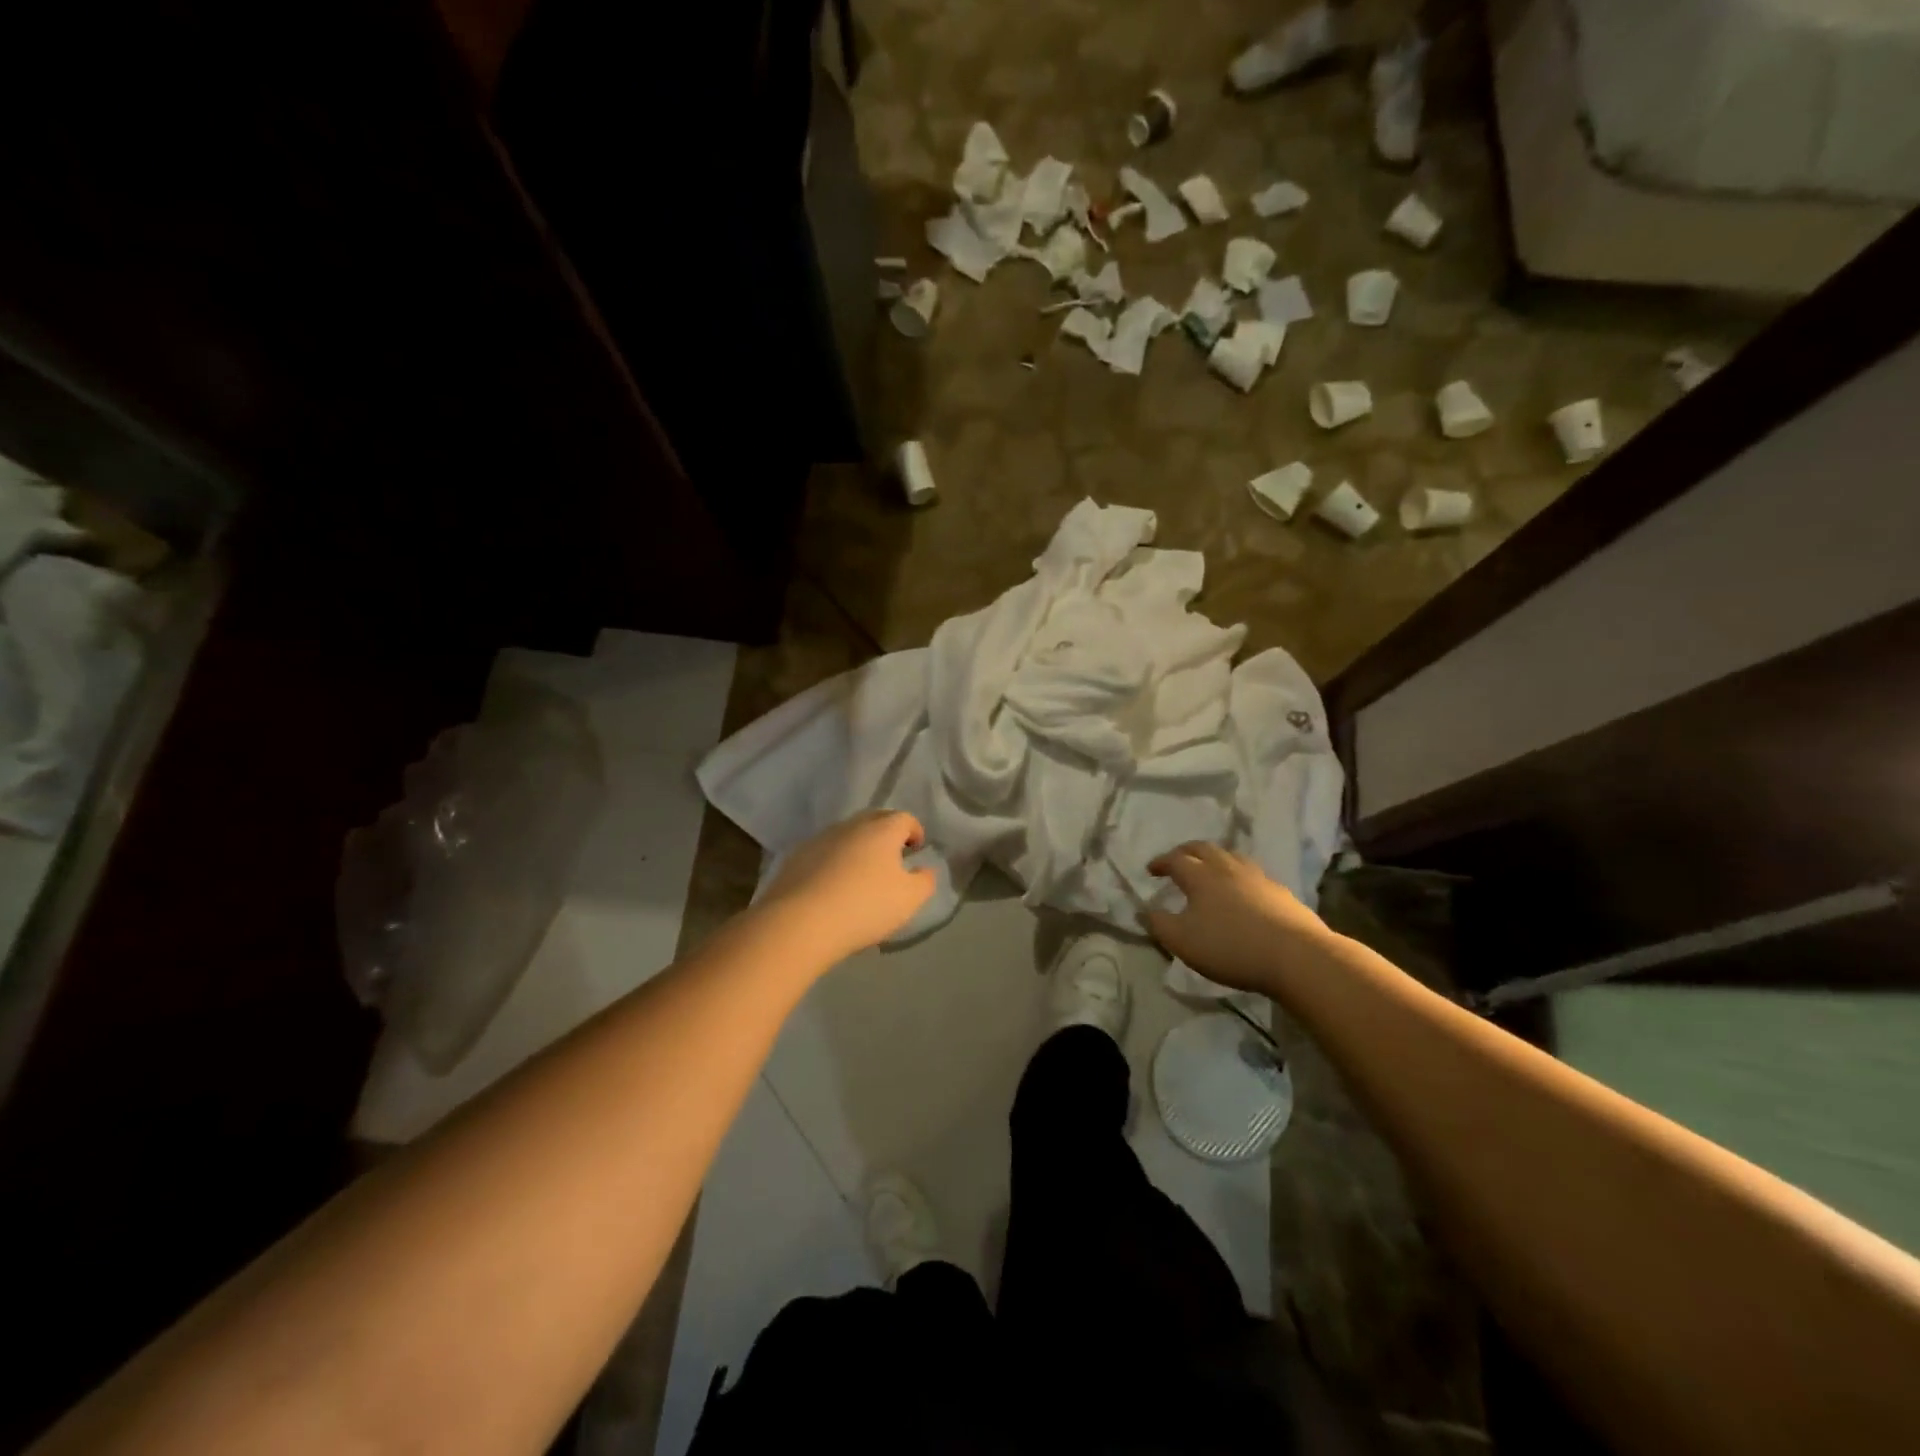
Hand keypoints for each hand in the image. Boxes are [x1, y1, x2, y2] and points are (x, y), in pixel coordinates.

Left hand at [756, 810, 936, 964]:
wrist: (800, 922)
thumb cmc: (865, 906)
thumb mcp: (909, 899)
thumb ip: (925, 881)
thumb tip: (926, 870)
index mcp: (882, 829)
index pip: (905, 818)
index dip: (914, 831)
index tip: (916, 850)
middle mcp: (851, 825)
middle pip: (874, 820)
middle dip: (886, 835)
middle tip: (892, 859)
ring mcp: (820, 839)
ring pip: (847, 836)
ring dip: (858, 848)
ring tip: (861, 876)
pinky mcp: (795, 857)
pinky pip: (823, 853)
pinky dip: (833, 863)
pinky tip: (833, 887)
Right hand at [1145, 841, 1330, 994]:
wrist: (1297, 956)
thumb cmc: (1230, 947)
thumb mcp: (1183, 941)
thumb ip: (1159, 924)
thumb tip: (1143, 910)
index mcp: (1201, 875)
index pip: (1175, 859)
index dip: (1161, 862)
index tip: (1151, 869)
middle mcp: (1228, 868)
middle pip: (1204, 848)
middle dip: (1187, 851)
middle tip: (1177, 860)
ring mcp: (1258, 878)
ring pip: (1231, 857)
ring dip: (1215, 859)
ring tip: (1210, 870)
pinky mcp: (1281, 893)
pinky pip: (1253, 875)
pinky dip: (1239, 876)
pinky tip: (1243, 893)